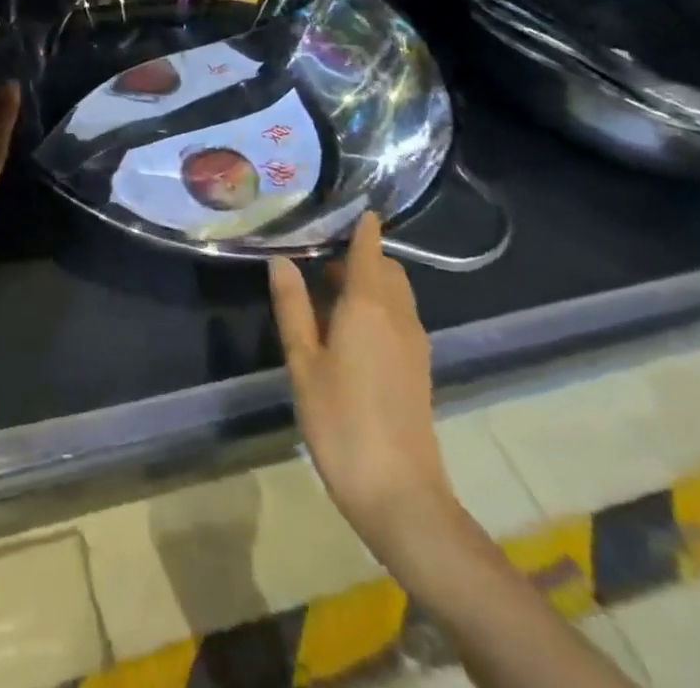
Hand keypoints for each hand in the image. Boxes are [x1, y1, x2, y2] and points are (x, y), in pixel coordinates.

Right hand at [269, 215, 456, 555]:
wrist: (400, 495)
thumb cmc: (341, 421)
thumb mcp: (303, 362)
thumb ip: (292, 307)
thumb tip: (281, 259)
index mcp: (368, 305)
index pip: (369, 248)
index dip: (361, 224)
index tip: (344, 205)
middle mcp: (398, 315)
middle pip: (386, 268)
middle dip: (359, 255)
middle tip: (318, 261)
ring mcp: (414, 343)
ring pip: (396, 293)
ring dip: (368, 282)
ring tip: (327, 295)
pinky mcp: (419, 368)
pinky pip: (400, 318)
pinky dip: (378, 307)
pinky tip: (348, 331)